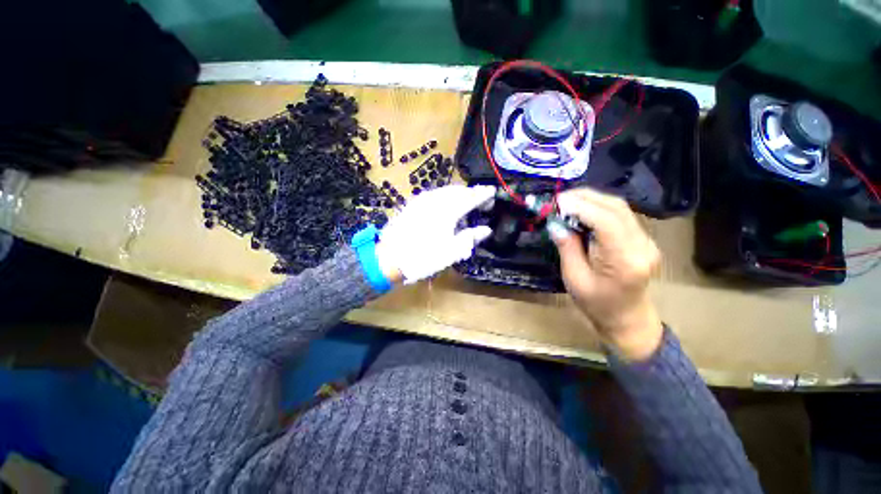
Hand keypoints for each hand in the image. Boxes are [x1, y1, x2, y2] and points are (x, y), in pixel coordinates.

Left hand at [375, 185, 494, 283]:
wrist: (389, 258)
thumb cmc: (424, 257)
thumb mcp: (452, 251)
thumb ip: (470, 237)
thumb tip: (486, 230)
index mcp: (448, 210)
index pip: (471, 197)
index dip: (483, 194)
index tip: (493, 191)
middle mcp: (435, 200)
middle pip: (458, 190)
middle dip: (471, 193)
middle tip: (480, 201)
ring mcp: (421, 200)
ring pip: (445, 191)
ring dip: (457, 194)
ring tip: (465, 203)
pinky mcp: (412, 204)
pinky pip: (433, 194)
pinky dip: (444, 197)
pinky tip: (444, 205)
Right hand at [550, 188, 663, 360]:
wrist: (627, 317)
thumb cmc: (596, 304)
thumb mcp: (574, 278)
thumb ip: (566, 247)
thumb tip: (555, 222)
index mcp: (624, 261)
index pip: (606, 222)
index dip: (581, 207)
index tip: (557, 202)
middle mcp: (642, 246)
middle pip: (616, 208)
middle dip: (585, 197)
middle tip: (559, 198)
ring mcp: (646, 240)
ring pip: (620, 208)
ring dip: (592, 199)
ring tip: (567, 201)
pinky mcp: (642, 238)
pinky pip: (620, 215)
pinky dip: (599, 207)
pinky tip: (583, 210)